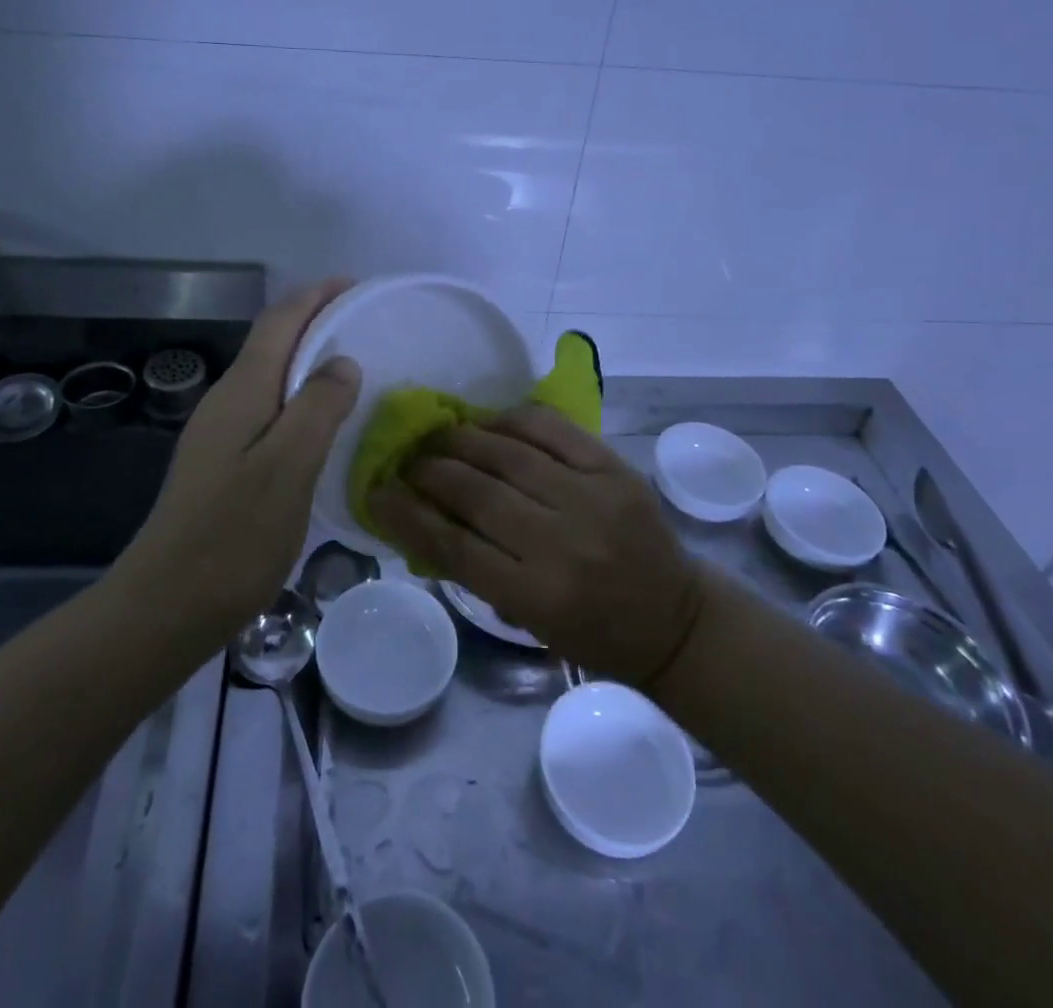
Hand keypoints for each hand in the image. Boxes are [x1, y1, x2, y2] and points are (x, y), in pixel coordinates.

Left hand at [128, 279, 360, 638]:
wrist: (165, 605)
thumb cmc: (233, 535)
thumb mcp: (288, 467)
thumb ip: (318, 407)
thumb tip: (342, 360)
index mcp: (243, 391)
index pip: (280, 321)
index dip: (316, 296)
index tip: (356, 285)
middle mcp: (227, 401)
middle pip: (273, 342)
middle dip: (315, 320)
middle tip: (365, 323)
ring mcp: (220, 433)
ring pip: (271, 376)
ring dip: (308, 358)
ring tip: (354, 365)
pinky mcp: (223, 462)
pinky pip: (269, 408)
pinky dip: (300, 396)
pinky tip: (322, 422)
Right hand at [371, 406, 703, 686]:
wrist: (674, 618)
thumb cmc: (593, 633)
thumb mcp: (527, 621)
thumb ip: (475, 570)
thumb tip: (421, 517)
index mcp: (536, 595)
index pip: (453, 545)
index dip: (406, 514)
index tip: (377, 492)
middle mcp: (562, 543)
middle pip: (476, 492)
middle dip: (430, 470)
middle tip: (409, 460)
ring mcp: (592, 498)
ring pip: (508, 453)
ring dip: (463, 440)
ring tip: (439, 436)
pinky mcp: (614, 468)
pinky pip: (551, 429)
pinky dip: (512, 419)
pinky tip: (489, 421)